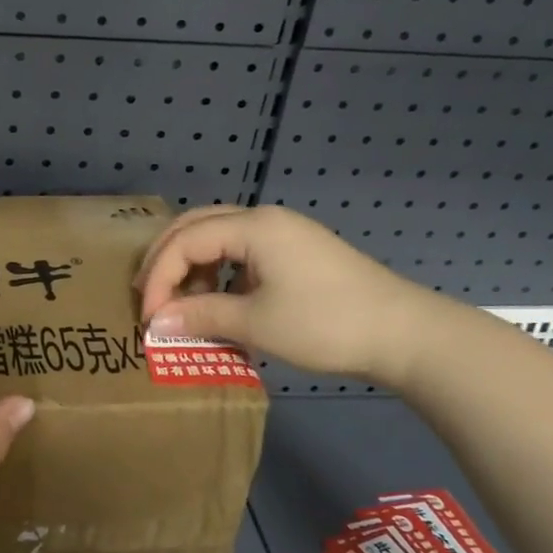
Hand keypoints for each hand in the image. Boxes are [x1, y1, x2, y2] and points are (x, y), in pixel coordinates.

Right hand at [134, 205, 444, 384]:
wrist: (404, 333)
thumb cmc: (325, 323)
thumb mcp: (256, 323)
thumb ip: (201, 316)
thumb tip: (156, 324)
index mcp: (252, 226)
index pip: (185, 241)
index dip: (159, 277)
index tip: (149, 318)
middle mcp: (264, 219)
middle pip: (196, 226)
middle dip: (167, 260)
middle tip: (148, 295)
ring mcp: (284, 234)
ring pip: (219, 238)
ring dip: (193, 268)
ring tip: (182, 304)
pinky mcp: (296, 253)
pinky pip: (242, 253)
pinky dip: (221, 274)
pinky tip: (221, 303)